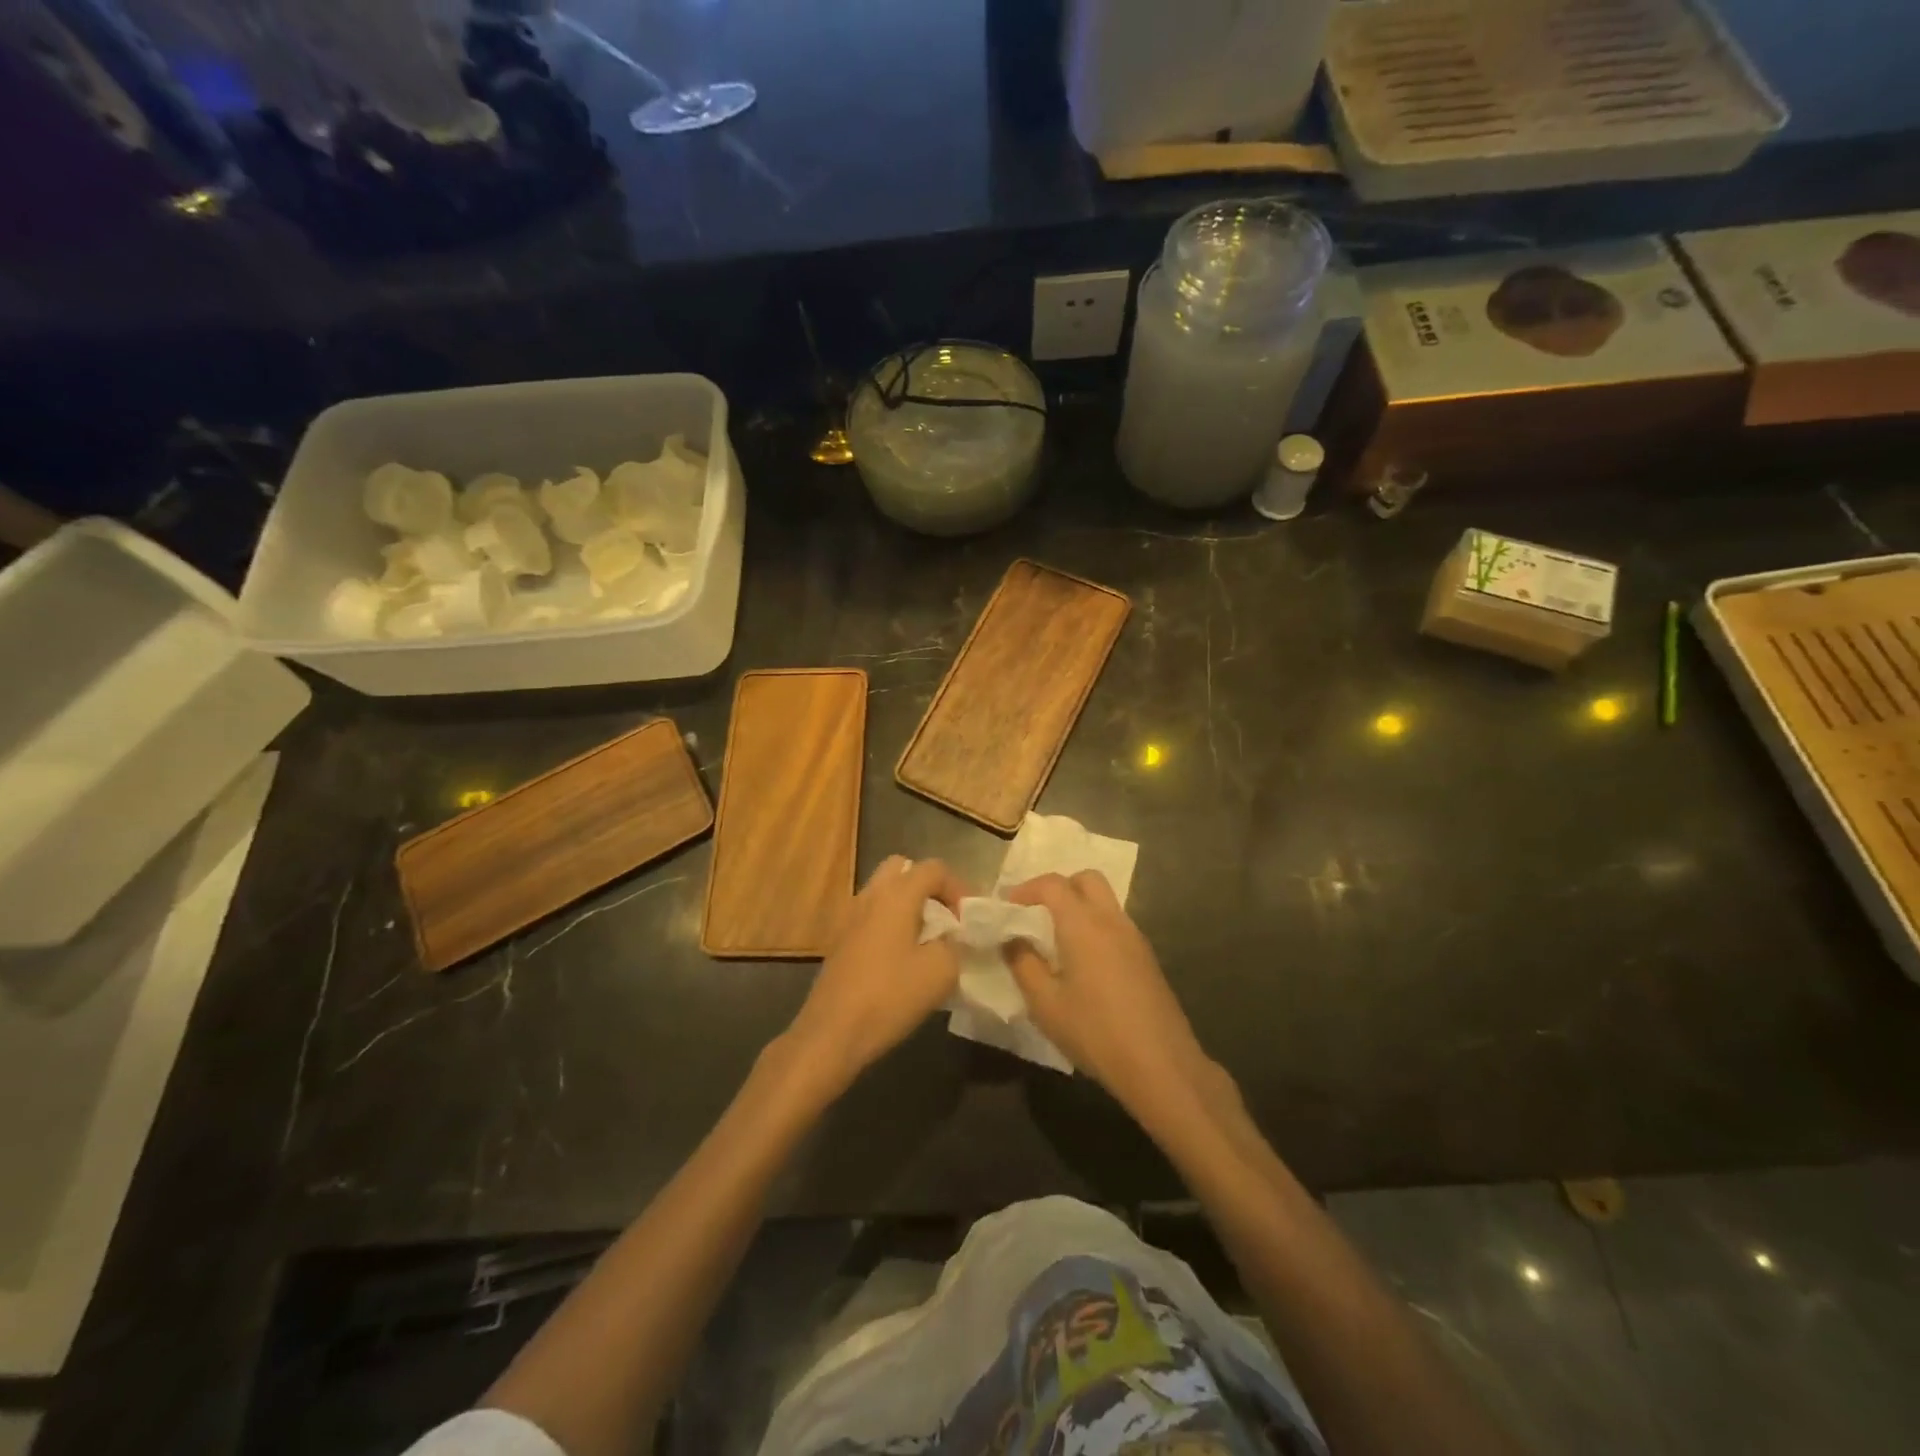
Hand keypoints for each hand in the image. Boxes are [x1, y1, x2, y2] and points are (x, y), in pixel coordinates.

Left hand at [788, 856, 967, 1089]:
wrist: (832, 1032)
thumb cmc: (890, 996)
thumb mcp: (941, 971)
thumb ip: (955, 944)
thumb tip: (951, 938)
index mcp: (897, 895)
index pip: (934, 868)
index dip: (958, 888)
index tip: (968, 920)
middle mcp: (871, 895)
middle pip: (902, 869)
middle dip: (928, 888)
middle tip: (944, 919)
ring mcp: (850, 916)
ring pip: (884, 892)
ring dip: (908, 906)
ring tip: (926, 940)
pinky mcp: (840, 940)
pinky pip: (872, 915)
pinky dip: (890, 923)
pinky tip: (901, 958)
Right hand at [1004, 872, 1214, 1116]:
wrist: (1160, 1064)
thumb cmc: (1095, 1031)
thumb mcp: (1045, 1003)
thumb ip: (1023, 964)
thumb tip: (1011, 939)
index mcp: (1083, 924)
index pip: (1052, 884)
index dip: (1025, 889)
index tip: (1006, 907)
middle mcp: (1111, 920)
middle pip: (1086, 879)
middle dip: (1058, 887)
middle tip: (1035, 913)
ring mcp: (1134, 937)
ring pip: (1104, 901)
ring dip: (1078, 906)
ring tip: (1055, 939)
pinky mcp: (1146, 957)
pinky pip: (1115, 924)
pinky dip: (1094, 926)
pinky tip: (1083, 962)